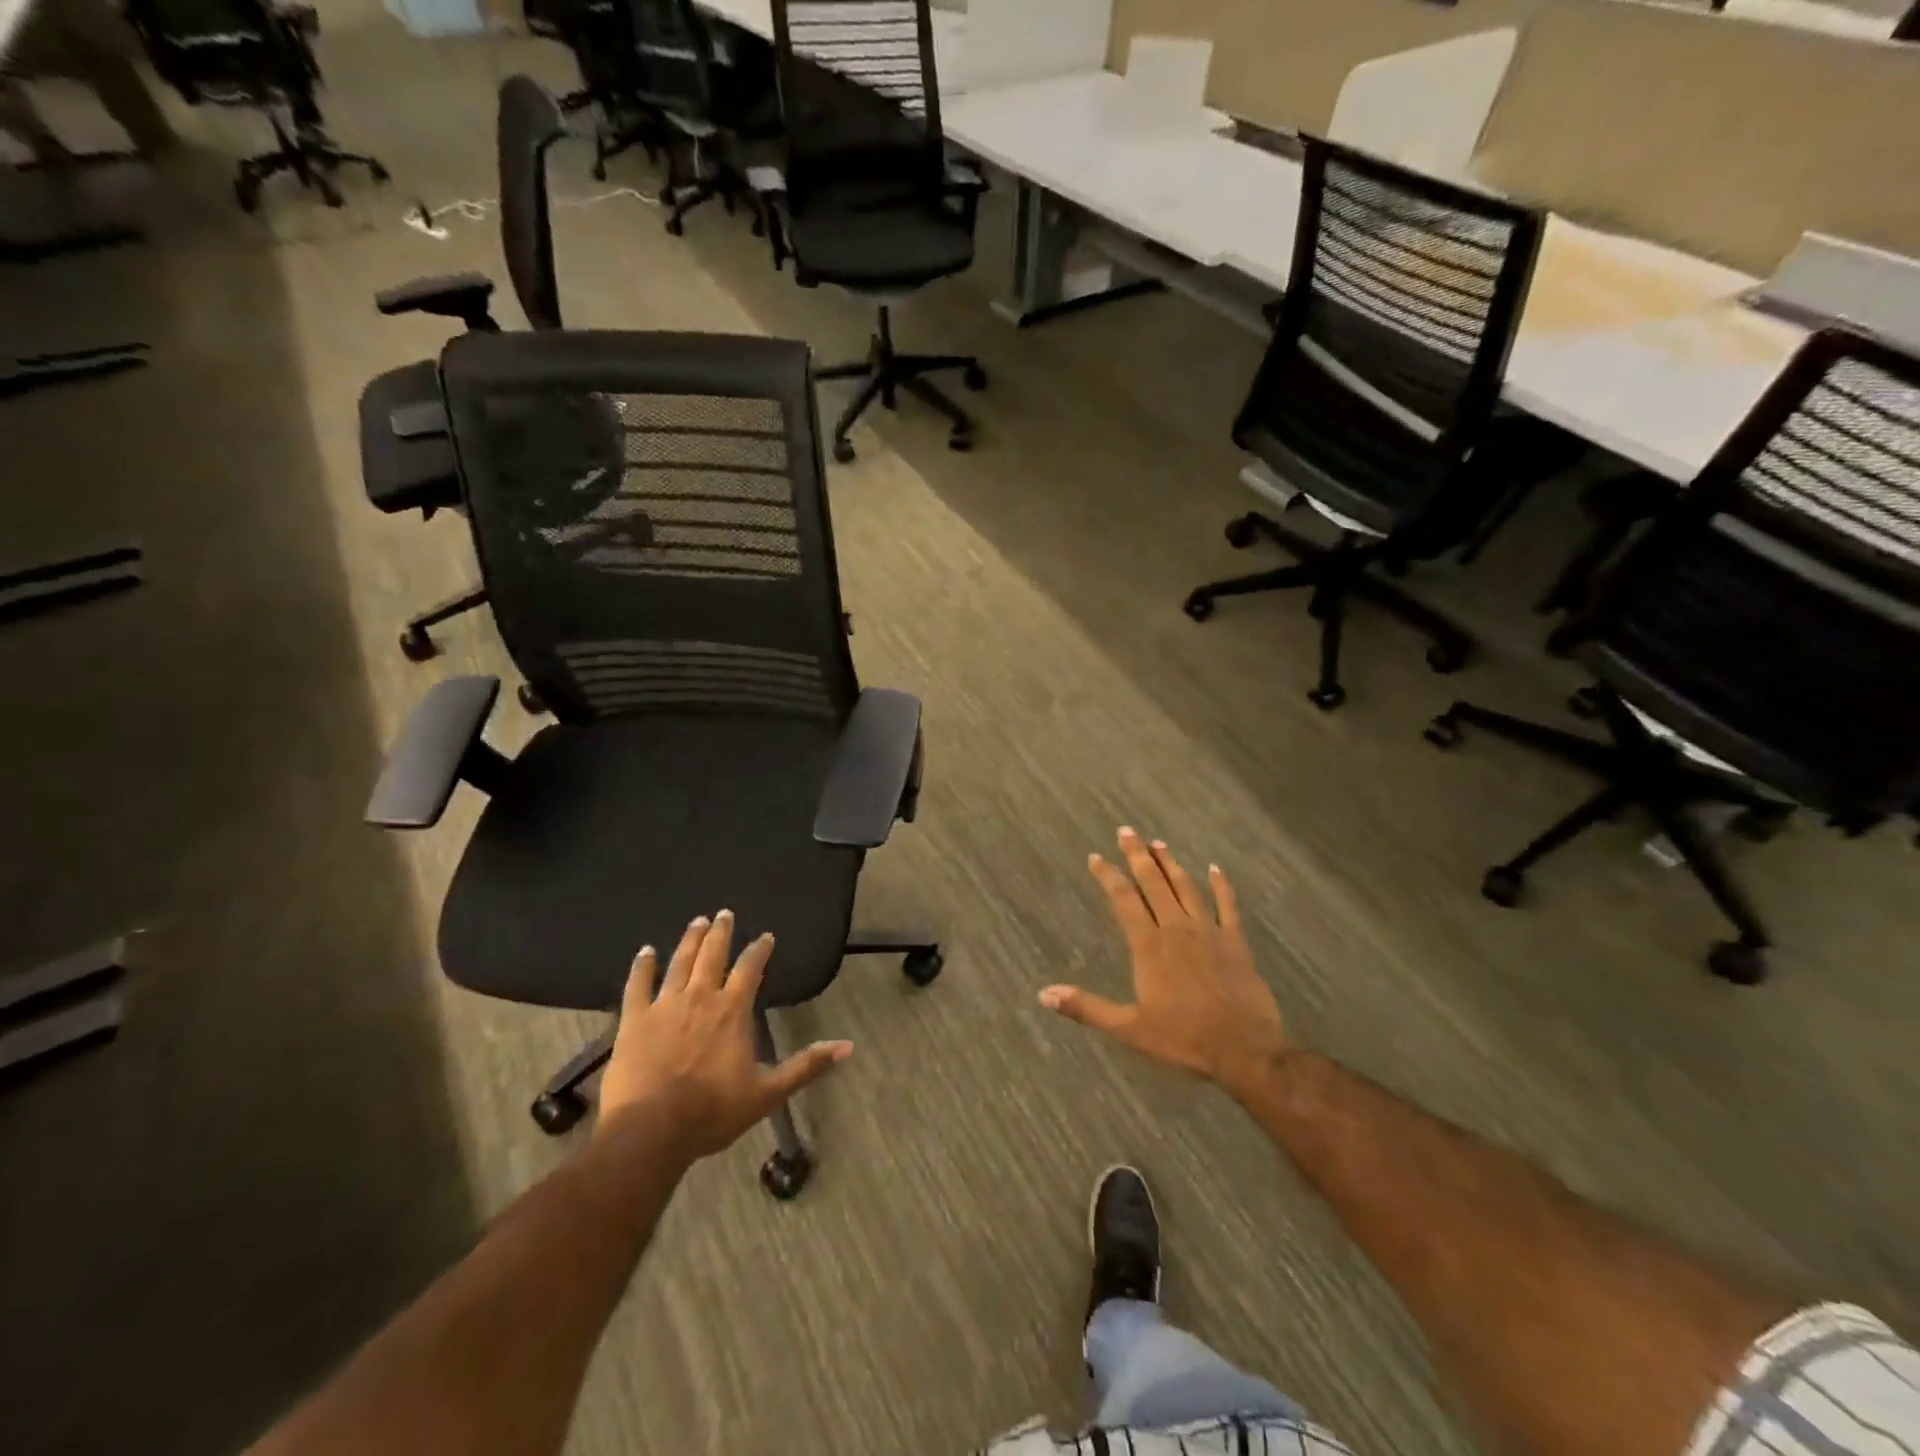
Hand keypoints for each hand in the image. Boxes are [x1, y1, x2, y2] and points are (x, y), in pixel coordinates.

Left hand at [595, 911, 851, 1164]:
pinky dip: (642, 966)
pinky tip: (645, 952)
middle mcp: (700, 998)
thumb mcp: (768, 1092)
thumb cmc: (712, 1112)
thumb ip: (806, 1066)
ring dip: (690, 940)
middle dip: (720, 933)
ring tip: (697, 922)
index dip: (759, 950)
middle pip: (712, 955)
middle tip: (723, 913)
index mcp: (732, 1011)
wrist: (650, 1131)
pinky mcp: (634, 1020)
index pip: (750, 969)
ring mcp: (664, 1006)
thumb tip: (847, 1047)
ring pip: (679, 963)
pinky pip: (638, 985)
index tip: (765, 936)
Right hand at [1040, 827, 1289, 1097]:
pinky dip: (1221, 885)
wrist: (1244, 1049)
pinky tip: (1214, 869)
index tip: (1096, 857)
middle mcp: (1176, 929)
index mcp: (1148, 946)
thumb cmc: (1183, 1039)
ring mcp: (1208, 931)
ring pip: (1186, 888)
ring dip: (1170, 864)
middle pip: (1153, 884)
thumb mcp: (1128, 1028)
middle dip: (1137, 856)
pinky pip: (1227, 905)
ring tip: (1158, 844)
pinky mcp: (1235, 941)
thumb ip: (1087, 1007)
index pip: (1123, 900)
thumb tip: (1044, 995)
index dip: (1108, 876)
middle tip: (1127, 831)